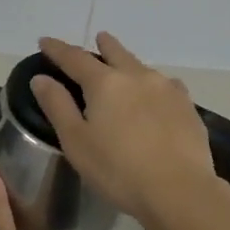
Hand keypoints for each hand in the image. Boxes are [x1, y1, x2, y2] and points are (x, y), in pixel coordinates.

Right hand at [32, 32, 220, 225]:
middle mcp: (137, 76)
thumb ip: (58, 106)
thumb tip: (41, 78)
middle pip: (116, 52)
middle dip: (104, 45)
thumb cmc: (118, 169)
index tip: (45, 41)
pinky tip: (159, 94)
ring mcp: (167, 89)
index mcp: (105, 83)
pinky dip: (155, 84)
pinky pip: (167, 85)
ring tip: (126, 67)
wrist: (180, 190)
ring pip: (143, 67)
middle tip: (99, 38)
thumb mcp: (76, 142)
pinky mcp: (188, 106)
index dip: (57, 49)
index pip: (74, 58)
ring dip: (130, 63)